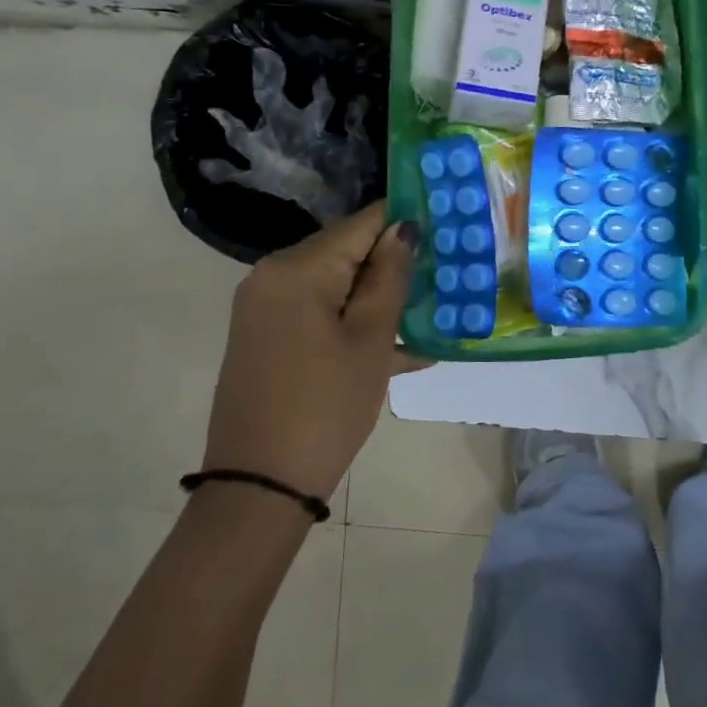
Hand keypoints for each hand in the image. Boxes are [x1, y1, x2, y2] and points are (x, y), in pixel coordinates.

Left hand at [203, 203, 421, 500]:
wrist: (259, 485)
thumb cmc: (326, 406)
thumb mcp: (370, 340)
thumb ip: (390, 277)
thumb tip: (404, 228)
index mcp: (297, 268)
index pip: (362, 224)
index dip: (405, 221)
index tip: (447, 228)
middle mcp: (273, 275)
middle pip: (347, 251)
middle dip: (395, 263)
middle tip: (446, 275)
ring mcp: (266, 307)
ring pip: (336, 285)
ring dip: (380, 298)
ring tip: (432, 312)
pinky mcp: (268, 335)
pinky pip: (320, 312)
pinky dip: (354, 322)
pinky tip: (402, 346)